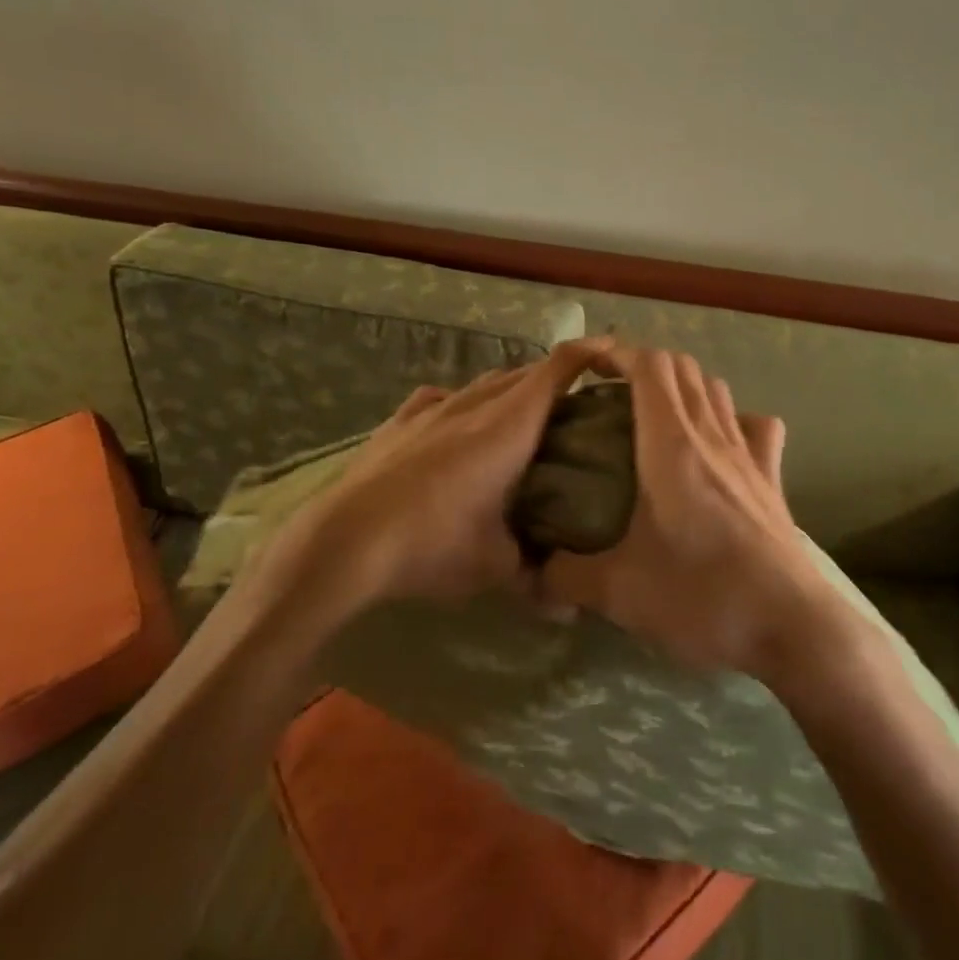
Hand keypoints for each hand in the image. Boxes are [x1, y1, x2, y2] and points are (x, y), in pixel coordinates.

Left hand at [249, 339, 612, 614]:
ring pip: (484, 383)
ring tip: (523, 417)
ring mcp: (433, 408)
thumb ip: (535, 574)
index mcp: (510, 425)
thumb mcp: (494, 566)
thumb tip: (566, 606)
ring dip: (510, 390)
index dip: (591, 353)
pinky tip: (457, 423)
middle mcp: (475, 404)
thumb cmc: (432, 544)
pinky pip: (441, 398)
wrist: (344, 542)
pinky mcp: (400, 421)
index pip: (559, 368)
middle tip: (577, 407)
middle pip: (525, 372)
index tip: (615, 358)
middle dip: (556, 380)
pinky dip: (462, 403)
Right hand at [539, 345, 843, 681]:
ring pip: (717, 390)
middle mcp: (711, 436)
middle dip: (644, 365)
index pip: (650, 366)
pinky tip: (720, 442)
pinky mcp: (772, 481)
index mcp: (671, 445)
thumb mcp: (620, 593)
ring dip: (684, 386)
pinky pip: (756, 427)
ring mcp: (748, 455)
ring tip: (654, 414)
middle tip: (611, 394)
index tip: (588, 366)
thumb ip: (567, 576)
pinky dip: (734, 418)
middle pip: (683, 368)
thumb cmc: (703, 597)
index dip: (618, 353)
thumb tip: (535, 571)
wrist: (792, 628)